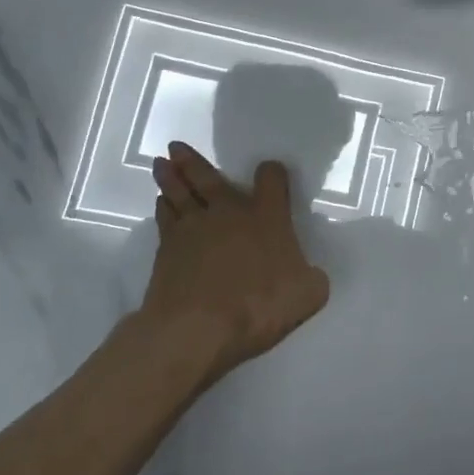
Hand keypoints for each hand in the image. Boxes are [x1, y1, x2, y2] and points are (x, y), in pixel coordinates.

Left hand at [144, 142, 330, 381]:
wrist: (197, 328)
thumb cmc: (258, 305)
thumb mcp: (308, 295)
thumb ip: (312, 279)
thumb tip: (311, 275)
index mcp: (267, 216)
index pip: (272, 179)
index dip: (272, 173)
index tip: (270, 172)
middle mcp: (229, 212)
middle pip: (209, 178)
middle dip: (194, 161)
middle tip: (176, 146)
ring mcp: (194, 228)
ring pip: (179, 193)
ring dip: (171, 177)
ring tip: (162, 164)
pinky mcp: (167, 250)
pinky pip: (165, 219)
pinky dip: (163, 208)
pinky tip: (161, 204)